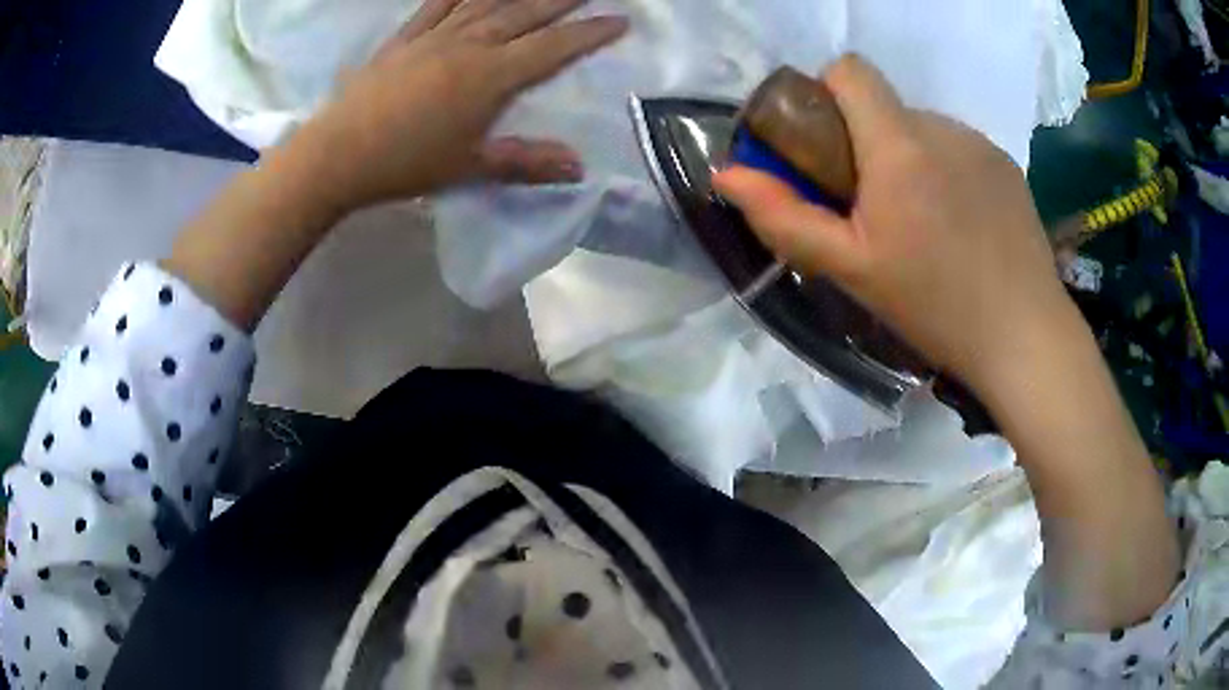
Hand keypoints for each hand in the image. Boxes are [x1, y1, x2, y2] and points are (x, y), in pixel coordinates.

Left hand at [303, 0, 627, 209]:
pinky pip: (436, 5)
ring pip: (486, 2)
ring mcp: (435, 37)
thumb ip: (525, 162)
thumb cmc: (405, 164)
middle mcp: (469, 45)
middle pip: (525, 13)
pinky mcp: (404, 38)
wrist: (338, 155)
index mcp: (491, 77)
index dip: (589, 33)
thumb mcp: (469, 168)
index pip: (552, 48)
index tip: (619, 20)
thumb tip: (578, 168)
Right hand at [713, 56, 1069, 393]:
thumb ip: (784, 217)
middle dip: (867, 143)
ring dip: (909, 160)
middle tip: (876, 211)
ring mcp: (980, 143)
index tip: (827, 147)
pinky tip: (962, 228)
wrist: (1025, 337)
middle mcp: (942, 126)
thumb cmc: (935, 306)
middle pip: (885, 107)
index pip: (849, 70)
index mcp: (899, 144)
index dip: (826, 94)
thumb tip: (727, 175)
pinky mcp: (1006, 166)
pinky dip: (946, 173)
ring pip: (923, 130)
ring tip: (925, 226)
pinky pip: (959, 150)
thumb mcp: (851, 270)